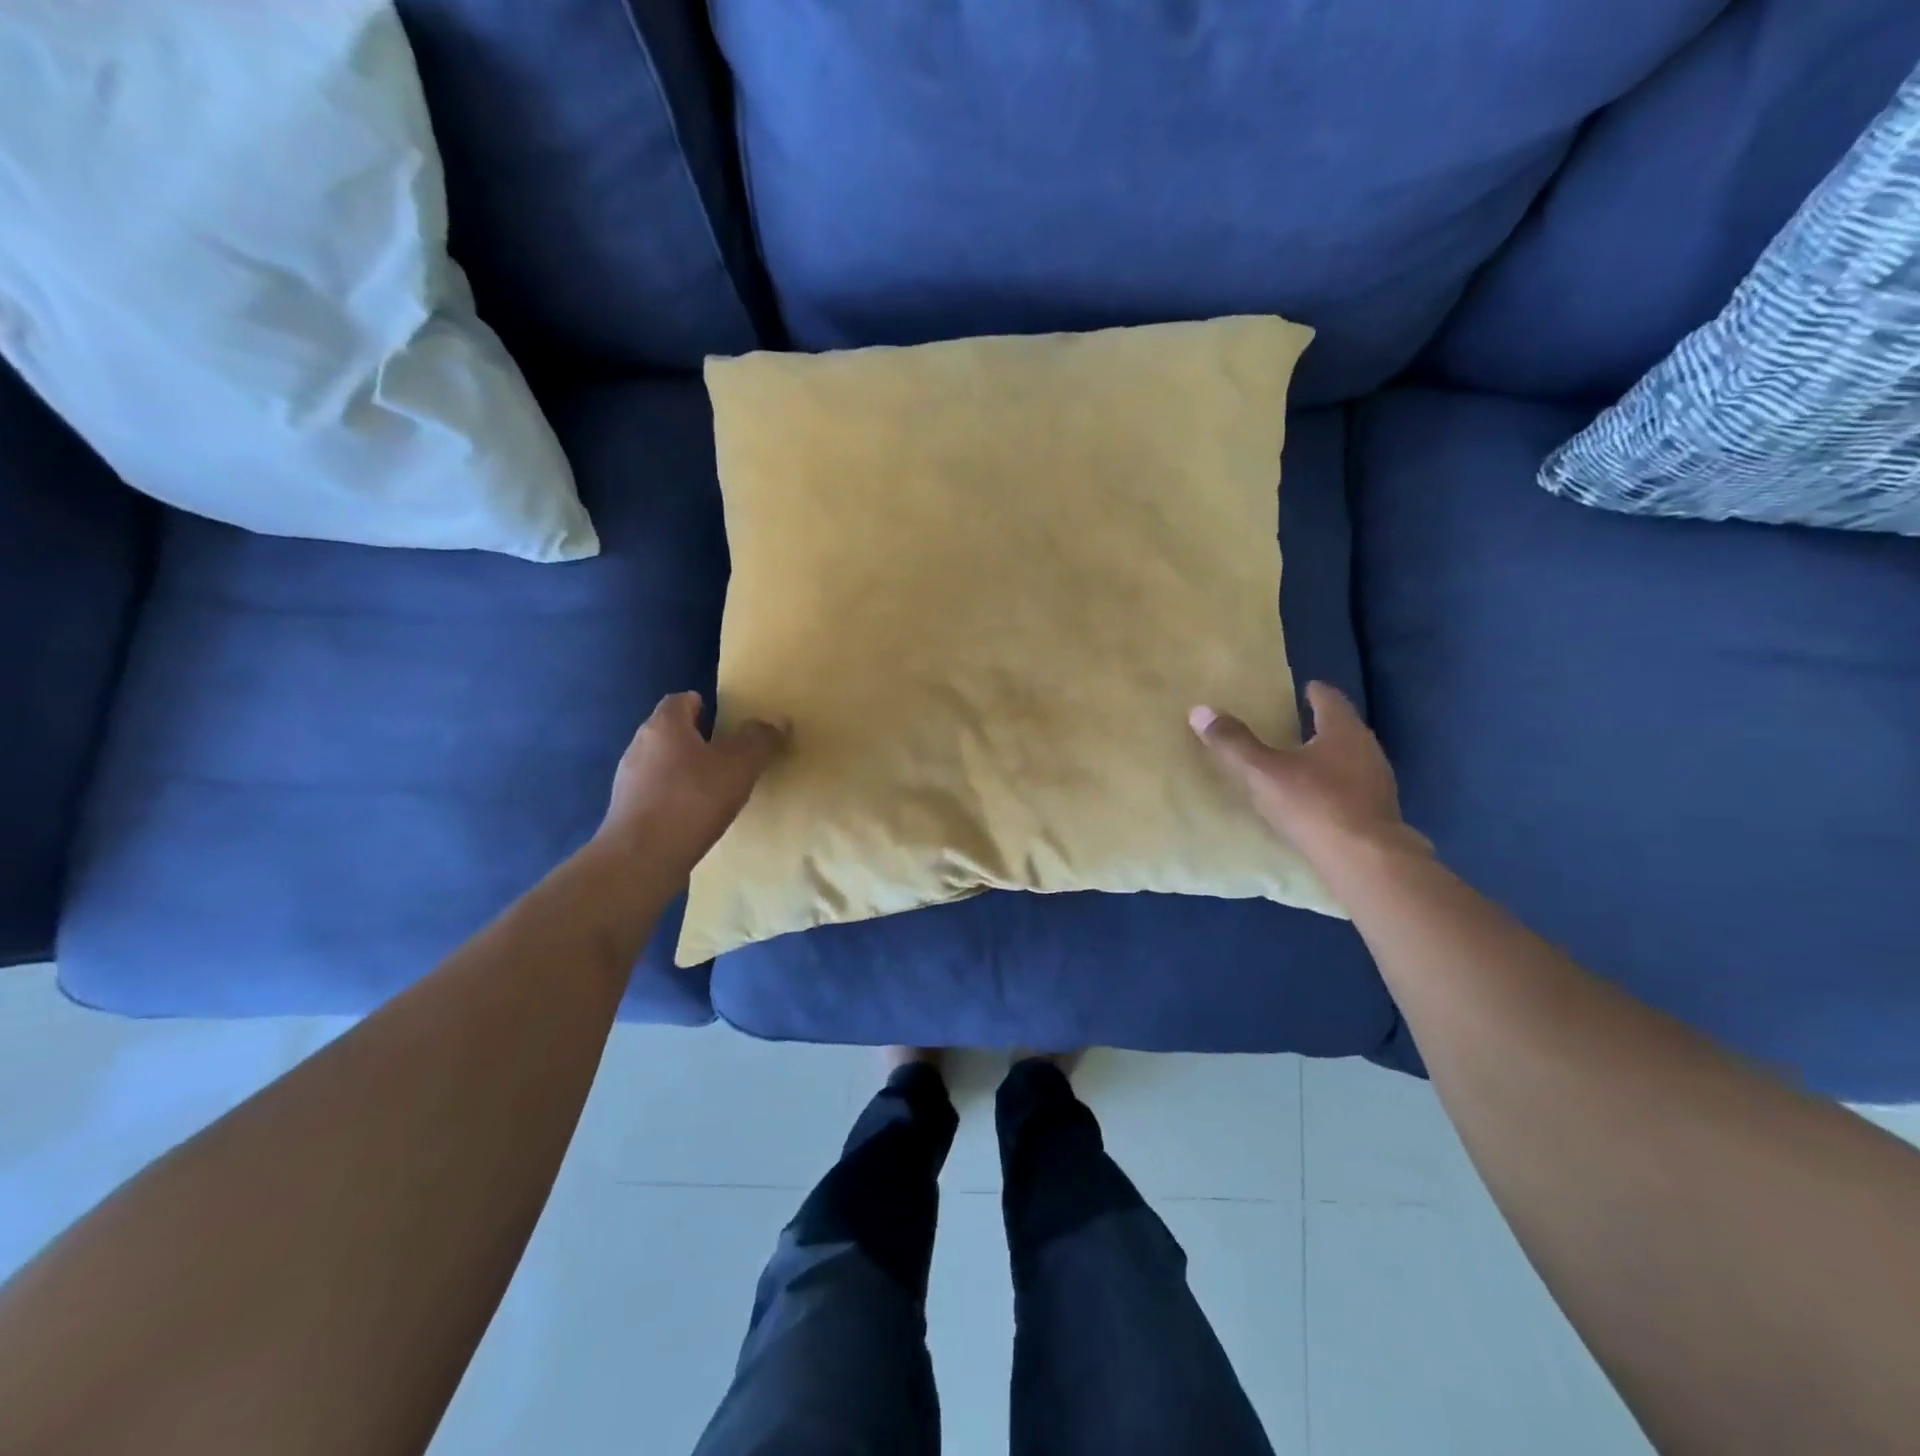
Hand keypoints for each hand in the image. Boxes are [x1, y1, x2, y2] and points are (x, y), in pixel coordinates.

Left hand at [598, 692, 787, 873]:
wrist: (642, 857)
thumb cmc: (692, 799)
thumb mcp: (740, 765)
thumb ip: (760, 740)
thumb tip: (778, 721)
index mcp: (664, 725)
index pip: (680, 700)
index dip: (702, 704)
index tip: (724, 718)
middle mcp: (640, 745)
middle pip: (670, 731)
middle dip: (697, 738)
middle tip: (728, 752)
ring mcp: (629, 780)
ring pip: (662, 763)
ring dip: (686, 769)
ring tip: (715, 787)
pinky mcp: (627, 811)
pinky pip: (657, 793)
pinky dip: (675, 796)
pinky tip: (695, 815)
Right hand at [1190, 681, 1429, 872]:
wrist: (1365, 861)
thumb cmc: (1314, 805)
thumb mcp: (1262, 772)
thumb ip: (1233, 743)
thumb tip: (1200, 710)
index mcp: (1342, 731)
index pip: (1330, 699)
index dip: (1315, 692)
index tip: (1305, 689)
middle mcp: (1367, 749)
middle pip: (1343, 728)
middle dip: (1322, 725)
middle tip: (1296, 724)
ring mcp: (1378, 782)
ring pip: (1352, 759)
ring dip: (1330, 758)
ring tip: (1304, 763)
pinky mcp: (1379, 813)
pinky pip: (1354, 788)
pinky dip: (1336, 786)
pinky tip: (1319, 800)